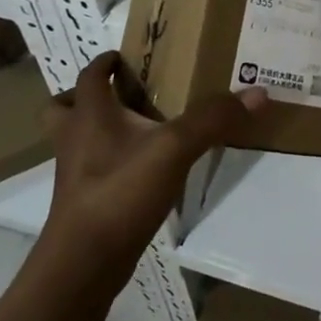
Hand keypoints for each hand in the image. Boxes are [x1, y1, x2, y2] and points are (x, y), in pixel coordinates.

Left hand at [42, 51, 265, 261]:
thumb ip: (213, 119)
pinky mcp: (86, 201)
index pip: (89, 76)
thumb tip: (257, 92)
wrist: (84, 263)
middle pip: (63, 108)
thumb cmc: (120, 192)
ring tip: (134, 129)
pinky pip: (94, 169)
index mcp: (90, 115)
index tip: (123, 57)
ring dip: (96, 129)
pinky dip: (112, 162)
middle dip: (85, 97)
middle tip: (118, 94)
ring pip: (76, 140)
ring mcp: (76, 174)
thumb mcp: (174, 148)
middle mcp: (75, 139)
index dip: (104, 62)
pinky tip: (144, 168)